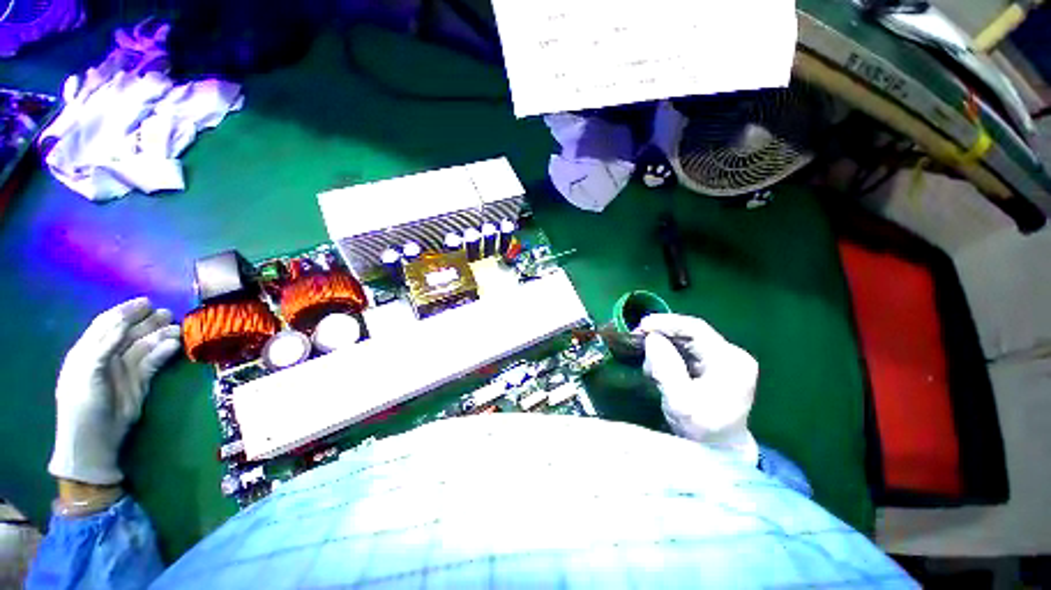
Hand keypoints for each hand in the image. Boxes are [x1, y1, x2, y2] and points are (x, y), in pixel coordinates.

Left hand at [49, 298, 181, 484]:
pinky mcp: (140, 381)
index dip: (125, 311)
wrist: (95, 440)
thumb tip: (123, 323)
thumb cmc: (83, 404)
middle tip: (168, 314)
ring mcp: (125, 369)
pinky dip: (165, 352)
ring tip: (178, 329)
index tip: (146, 302)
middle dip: (148, 322)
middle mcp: (108, 356)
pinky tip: (175, 346)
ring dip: (161, 336)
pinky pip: (154, 362)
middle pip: (130, 333)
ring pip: (145, 346)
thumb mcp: (87, 372)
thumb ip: (103, 346)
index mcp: (89, 351)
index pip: (107, 324)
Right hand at [641, 313, 758, 465]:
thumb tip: (651, 338)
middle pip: (691, 333)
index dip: (666, 323)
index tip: (641, 326)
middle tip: (637, 340)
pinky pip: (688, 350)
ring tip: (648, 361)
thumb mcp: (681, 401)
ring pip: (687, 341)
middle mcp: (731, 355)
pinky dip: (669, 353)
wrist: (722, 451)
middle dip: (662, 335)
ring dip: (664, 345)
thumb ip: (666, 368)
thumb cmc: (704, 430)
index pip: (696, 329)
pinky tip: (658, 365)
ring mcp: (725, 359)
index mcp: (730, 362)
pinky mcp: (715, 365)